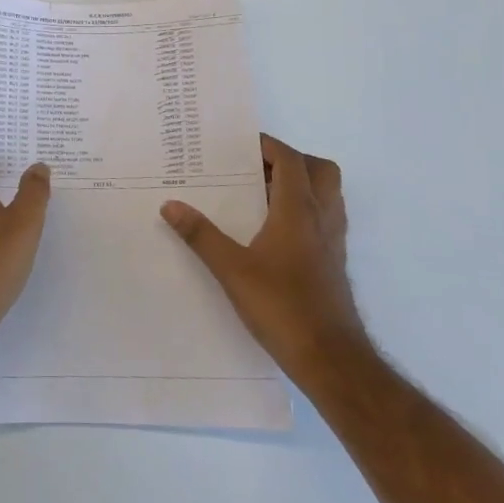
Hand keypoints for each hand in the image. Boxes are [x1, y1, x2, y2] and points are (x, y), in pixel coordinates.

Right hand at [161, 134, 362, 366]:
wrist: (330, 358)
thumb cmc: (282, 306)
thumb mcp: (232, 270)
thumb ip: (200, 235)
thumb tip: (170, 205)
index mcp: (299, 211)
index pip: (291, 160)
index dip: (268, 146)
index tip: (239, 144)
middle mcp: (322, 219)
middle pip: (319, 170)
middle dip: (291, 160)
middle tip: (256, 168)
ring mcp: (332, 242)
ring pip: (326, 195)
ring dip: (300, 184)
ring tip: (260, 195)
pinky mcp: (333, 263)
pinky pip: (323, 219)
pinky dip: (303, 210)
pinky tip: (273, 231)